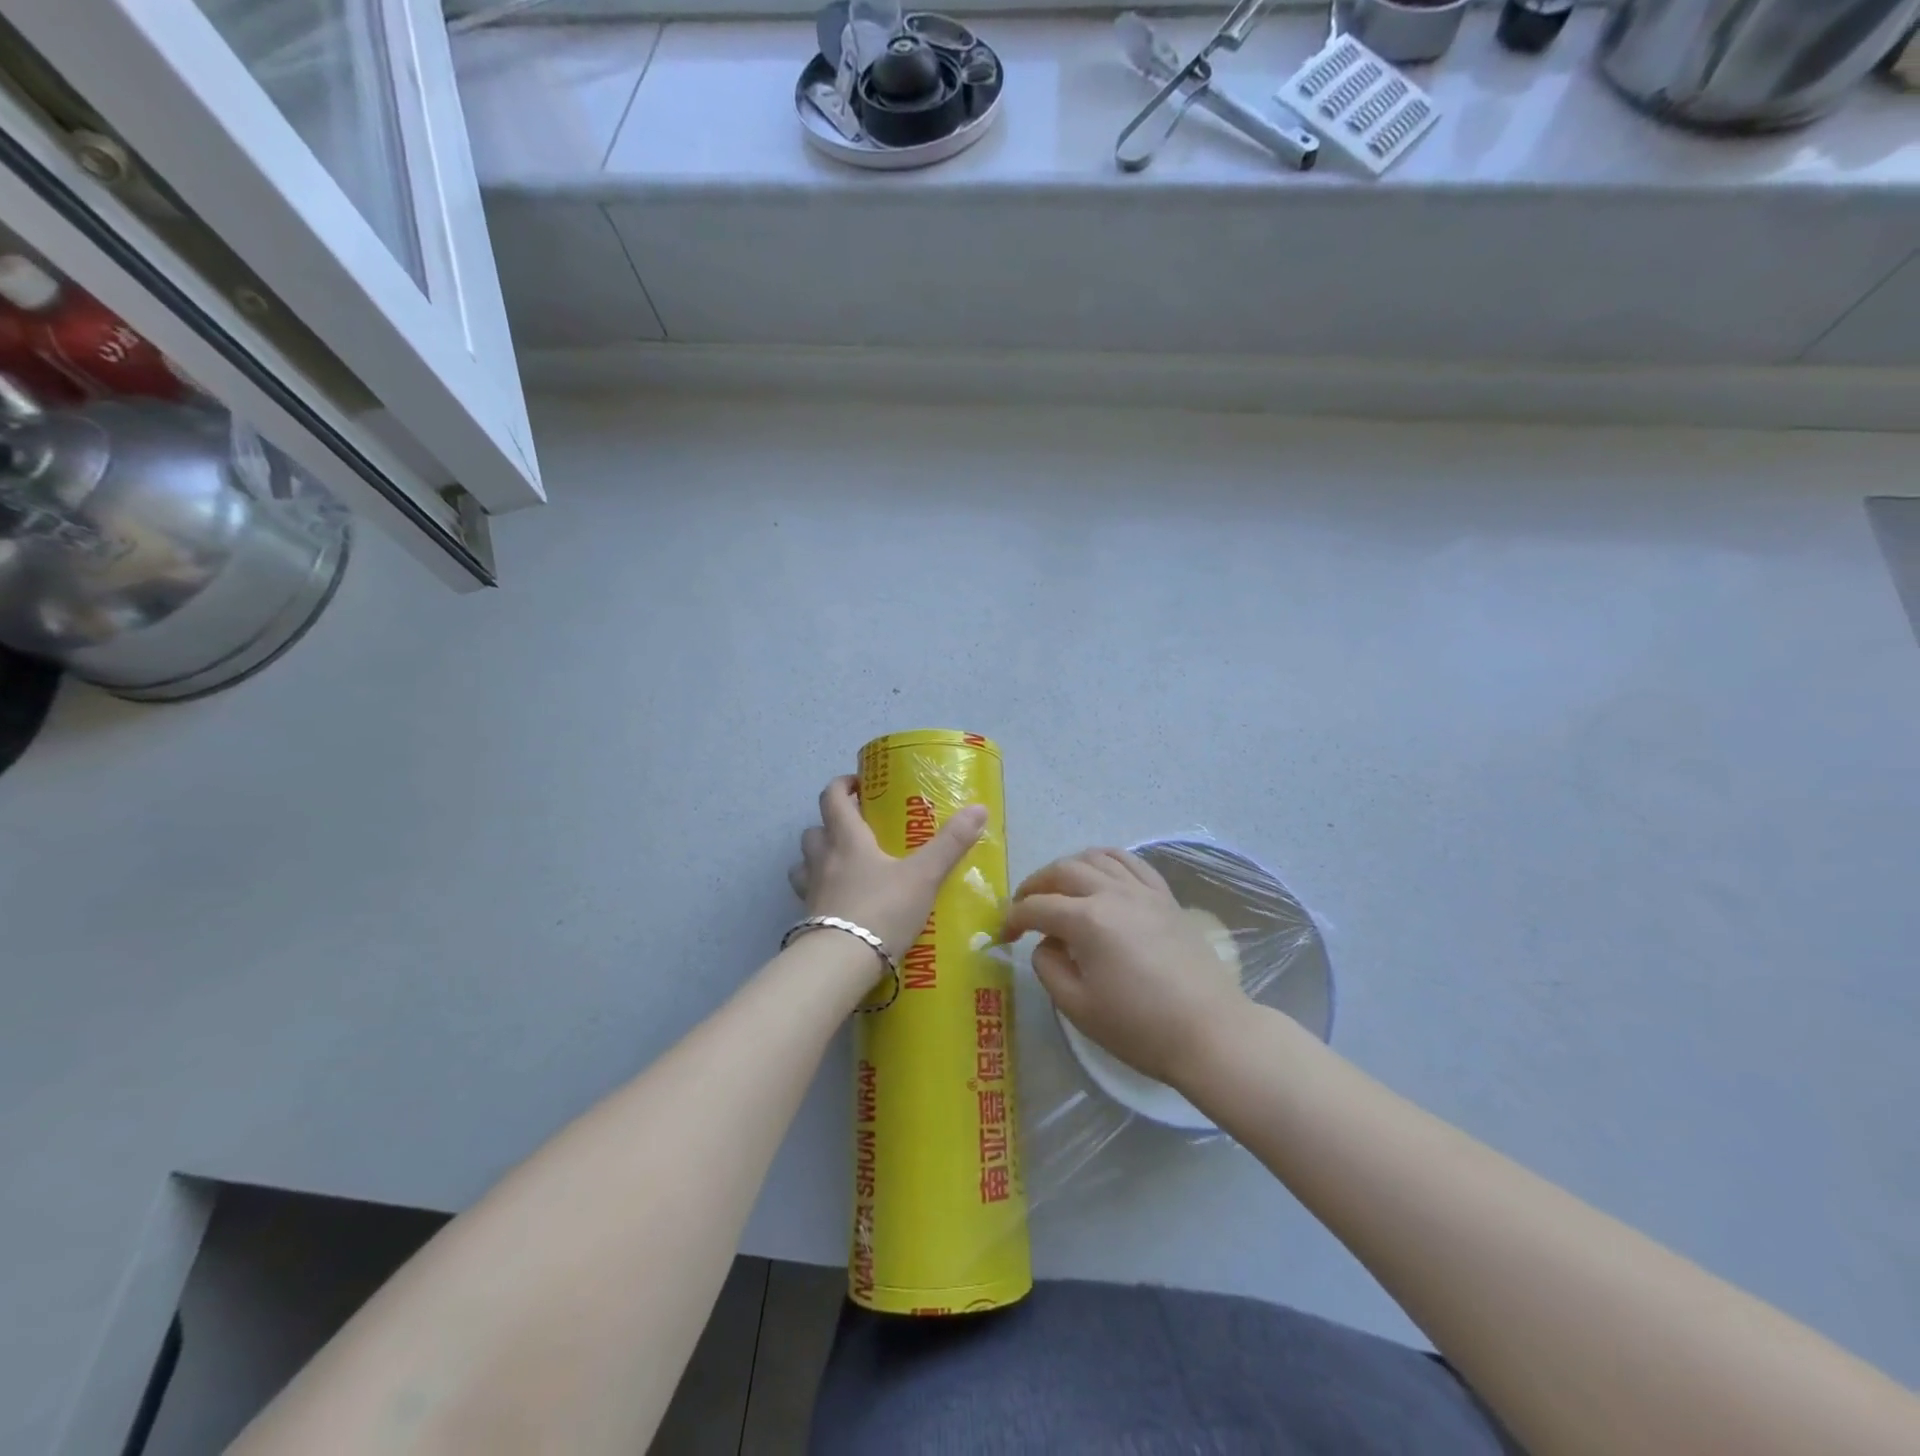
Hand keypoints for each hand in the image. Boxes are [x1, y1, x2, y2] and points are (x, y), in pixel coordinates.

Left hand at [788, 775, 987, 962]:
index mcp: (847, 840)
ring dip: (818, 856)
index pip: (832, 798)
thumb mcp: (923, 876)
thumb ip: (950, 843)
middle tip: (857, 827)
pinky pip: (808, 895)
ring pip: (804, 862)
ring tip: (843, 864)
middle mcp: (823, 859)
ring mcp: (811, 891)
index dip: (842, 785)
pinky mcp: (808, 919)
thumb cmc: (882, 909)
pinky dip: (820, 891)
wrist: (842, 963)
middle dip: (831, 823)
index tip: (858, 785)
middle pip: (814, 830)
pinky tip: (841, 902)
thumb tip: (979, 808)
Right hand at [1002, 848, 1243, 1086]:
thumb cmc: (1139, 1027)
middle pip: (1063, 870)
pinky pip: (1131, 862)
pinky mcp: (1165, 897)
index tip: (1003, 936)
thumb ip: (1049, 968)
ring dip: (1069, 867)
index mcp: (1087, 920)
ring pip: (1096, 857)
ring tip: (1059, 887)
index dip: (1013, 918)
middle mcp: (1113, 893)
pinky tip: (1101, 875)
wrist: (1209, 1032)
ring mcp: (1143, 891)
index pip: (1037, 907)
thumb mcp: (1078, 1007)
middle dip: (1035, 885)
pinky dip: (1107, 860)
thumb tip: (1046, 944)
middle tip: (1024, 907)